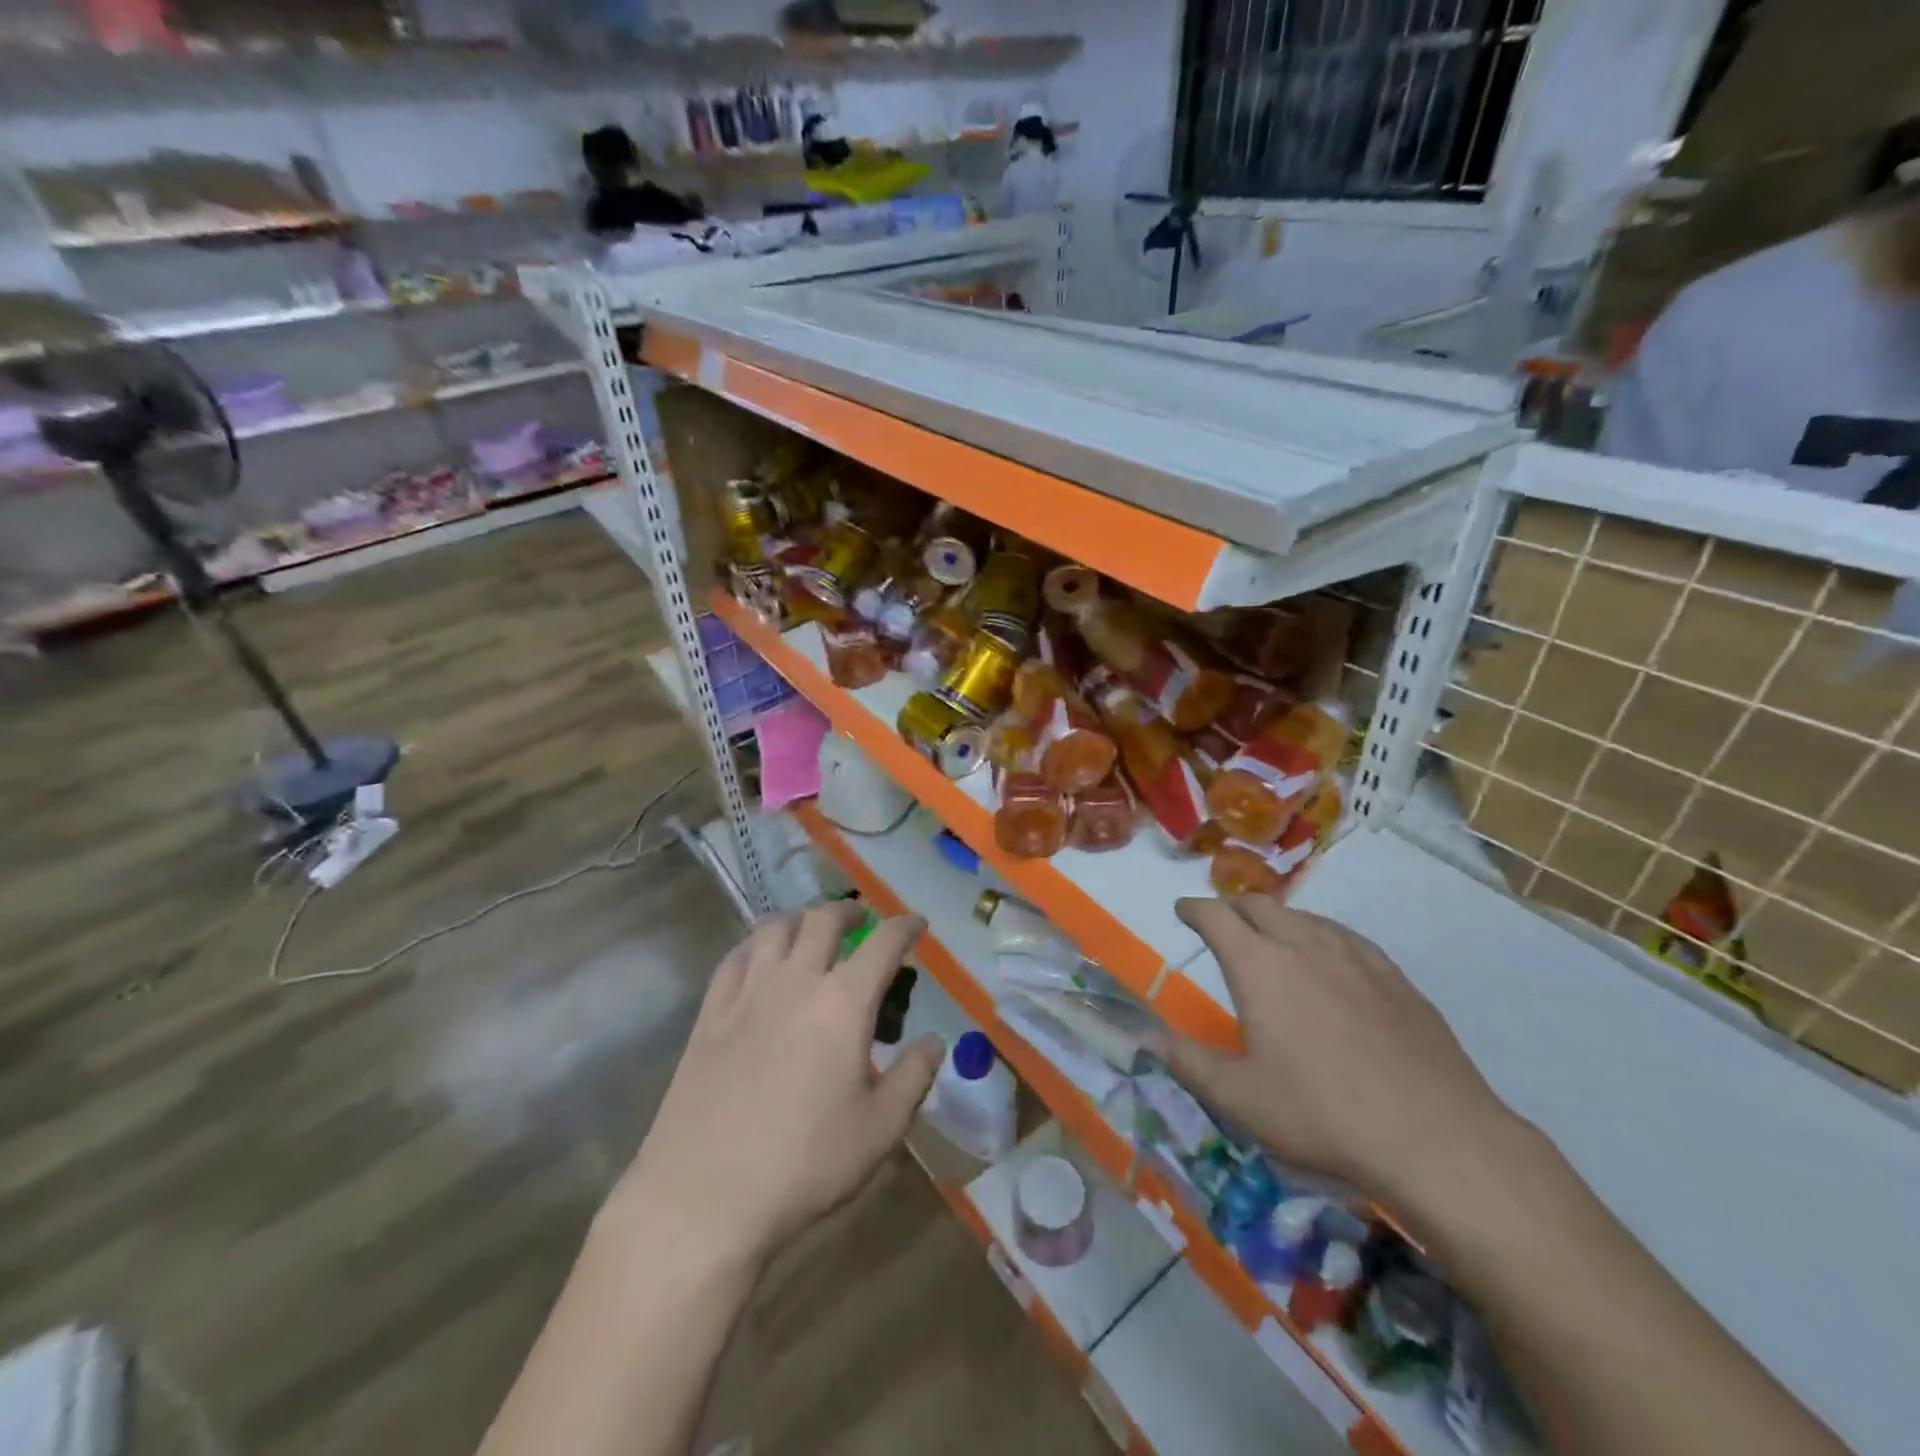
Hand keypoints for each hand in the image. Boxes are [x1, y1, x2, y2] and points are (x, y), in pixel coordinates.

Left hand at [612, 903, 941, 1264]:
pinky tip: (758, 958)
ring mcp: (747, 993)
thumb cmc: (804, 1163)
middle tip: (860, 919)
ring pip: (774, 928)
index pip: (883, 943)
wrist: (704, 1195)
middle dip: (848, 911)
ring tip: (810, 928)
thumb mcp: (881, 1129)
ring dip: (800, 919)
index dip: (905, 926)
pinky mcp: (710, 1013)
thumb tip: (933, 1041)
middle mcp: (796, 980)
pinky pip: (734, 957)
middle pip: (822, 920)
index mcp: (843, 1002)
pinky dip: (755, 944)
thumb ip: (914, 1077)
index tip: (917, 923)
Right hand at [1165, 896, 1526, 1219]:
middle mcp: (1304, 946)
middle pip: (1261, 906)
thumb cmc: (1323, 1114)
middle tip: (1221, 920)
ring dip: (1278, 918)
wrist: (1437, 1137)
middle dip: (1233, 906)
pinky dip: (1322, 935)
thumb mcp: (1240, 1099)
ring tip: (1271, 935)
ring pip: (1306, 917)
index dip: (1194, 909)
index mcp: (1259, 966)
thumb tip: (1149, 1039)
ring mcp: (1356, 958)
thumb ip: (1190, 1064)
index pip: (1216, 917)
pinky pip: (1347, 938)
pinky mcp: (1396, 978)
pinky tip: (1331, 958)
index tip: (1183, 910)